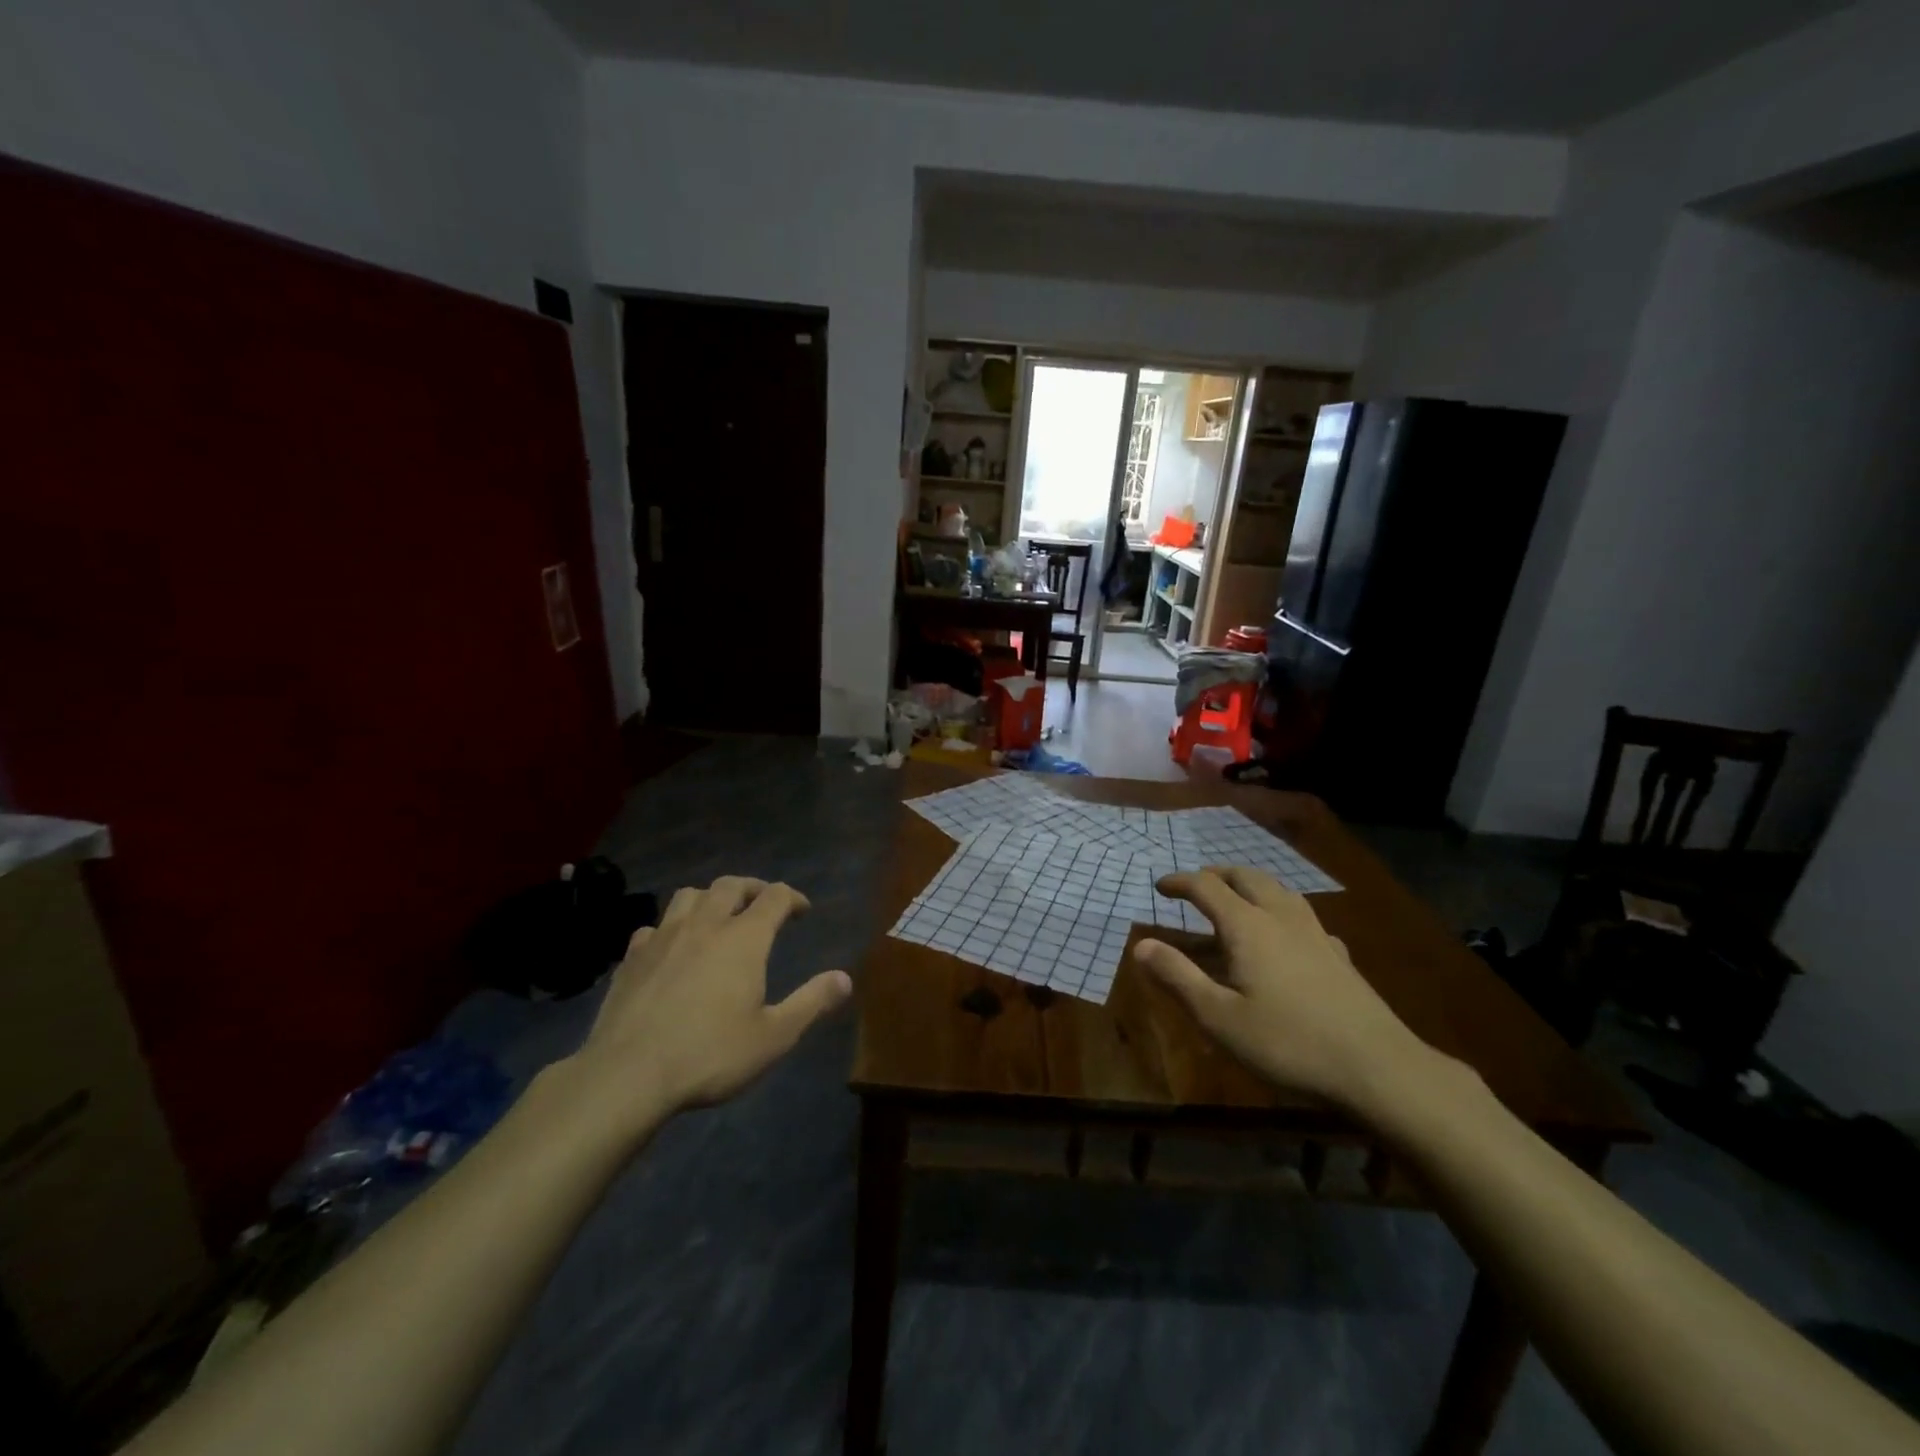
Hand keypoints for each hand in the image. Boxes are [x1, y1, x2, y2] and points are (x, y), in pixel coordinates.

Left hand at [565, 876, 851, 1125]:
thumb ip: (811, 1002)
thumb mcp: (774, 1036)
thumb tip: (845, 978)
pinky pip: (654, 927)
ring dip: (710, 898)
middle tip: (763, 904)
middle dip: (753, 888)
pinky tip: (672, 948)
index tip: (802, 910)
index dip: (793, 898)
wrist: (627, 1075)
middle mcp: (705, 925)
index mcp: (743, 938)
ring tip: (718, 915)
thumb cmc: (710, 1054)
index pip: (774, 897)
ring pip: (689, 895)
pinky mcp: (632, 958)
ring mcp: (663, 938)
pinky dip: (671, 928)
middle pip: (731, 885)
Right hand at [1133, 867, 1437, 1114]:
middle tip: (1198, 885)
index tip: (1160, 886)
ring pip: (1279, 891)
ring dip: (1251, 886)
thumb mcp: (1219, 1017)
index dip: (1180, 882)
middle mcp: (1281, 918)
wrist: (1378, 1068)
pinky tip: (1286, 938)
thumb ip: (1177, 977)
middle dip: (1217, 875)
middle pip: (1246, 878)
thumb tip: (1140, 945)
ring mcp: (1316, 934)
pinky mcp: (1339, 956)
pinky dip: (1282, 913)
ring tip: (1237, 900)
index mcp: (1247, 926)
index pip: (1206, 887)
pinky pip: (1304, 918)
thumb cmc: (1288, 1043)